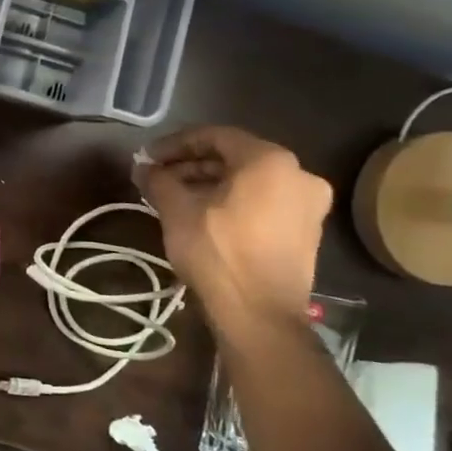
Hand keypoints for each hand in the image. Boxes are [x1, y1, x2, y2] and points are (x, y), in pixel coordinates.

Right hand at [133, 126, 331, 329]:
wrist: (259, 314)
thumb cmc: (217, 252)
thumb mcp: (176, 210)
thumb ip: (158, 179)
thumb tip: (143, 166)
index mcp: (270, 160)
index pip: (214, 136)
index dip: (175, 144)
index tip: (147, 157)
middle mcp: (298, 174)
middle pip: (235, 157)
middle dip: (192, 164)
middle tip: (158, 177)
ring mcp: (308, 204)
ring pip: (249, 180)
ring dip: (210, 183)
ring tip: (174, 196)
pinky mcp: (307, 230)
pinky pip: (263, 200)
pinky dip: (232, 200)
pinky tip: (202, 214)